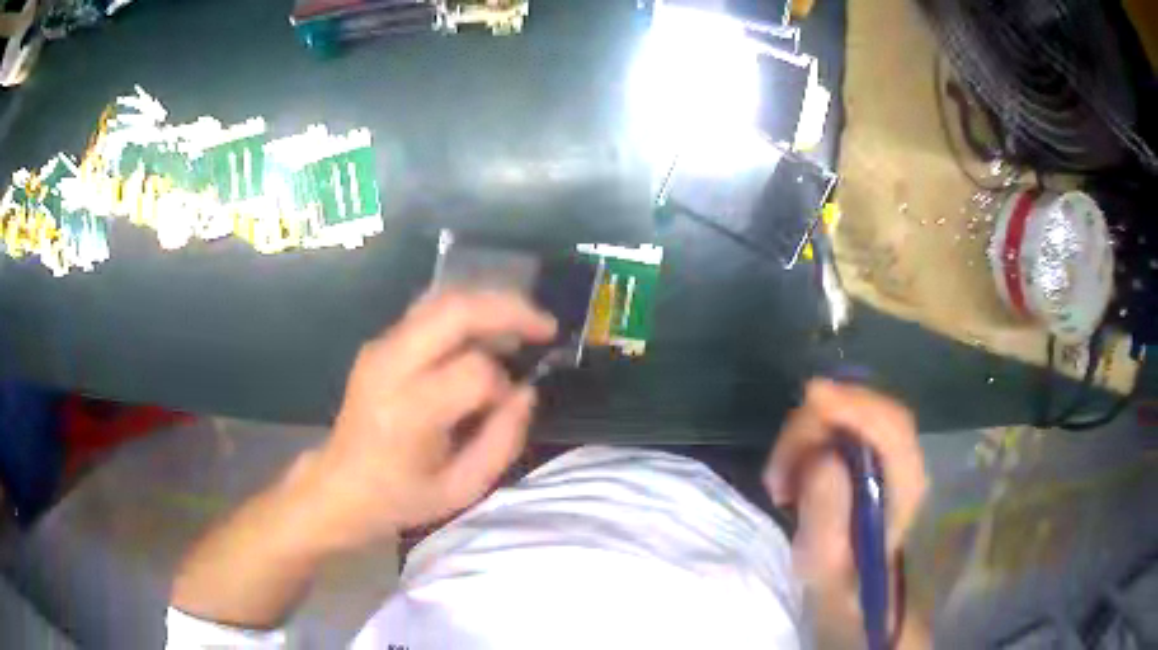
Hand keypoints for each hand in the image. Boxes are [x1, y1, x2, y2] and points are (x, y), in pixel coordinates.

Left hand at [305, 291, 557, 549]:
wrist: (339, 485)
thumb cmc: (400, 497)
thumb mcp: (461, 489)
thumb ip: (502, 441)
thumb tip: (526, 391)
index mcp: (408, 411)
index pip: (473, 371)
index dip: (502, 386)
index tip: (507, 407)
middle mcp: (390, 365)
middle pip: (456, 310)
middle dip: (509, 309)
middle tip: (546, 327)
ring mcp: (380, 347)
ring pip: (442, 299)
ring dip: (489, 304)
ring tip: (522, 326)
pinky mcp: (379, 343)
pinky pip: (429, 311)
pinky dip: (467, 313)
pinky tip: (487, 332)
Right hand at [764, 379, 927, 599]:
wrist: (854, 597)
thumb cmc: (841, 588)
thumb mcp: (826, 565)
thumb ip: (826, 513)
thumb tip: (821, 456)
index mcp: (908, 489)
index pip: (891, 427)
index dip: (854, 405)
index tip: (810, 398)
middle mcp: (906, 463)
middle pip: (871, 412)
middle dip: (818, 423)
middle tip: (777, 468)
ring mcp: (890, 457)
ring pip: (854, 416)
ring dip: (808, 435)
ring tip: (779, 481)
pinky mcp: (871, 457)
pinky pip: (842, 428)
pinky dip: (811, 439)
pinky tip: (792, 472)